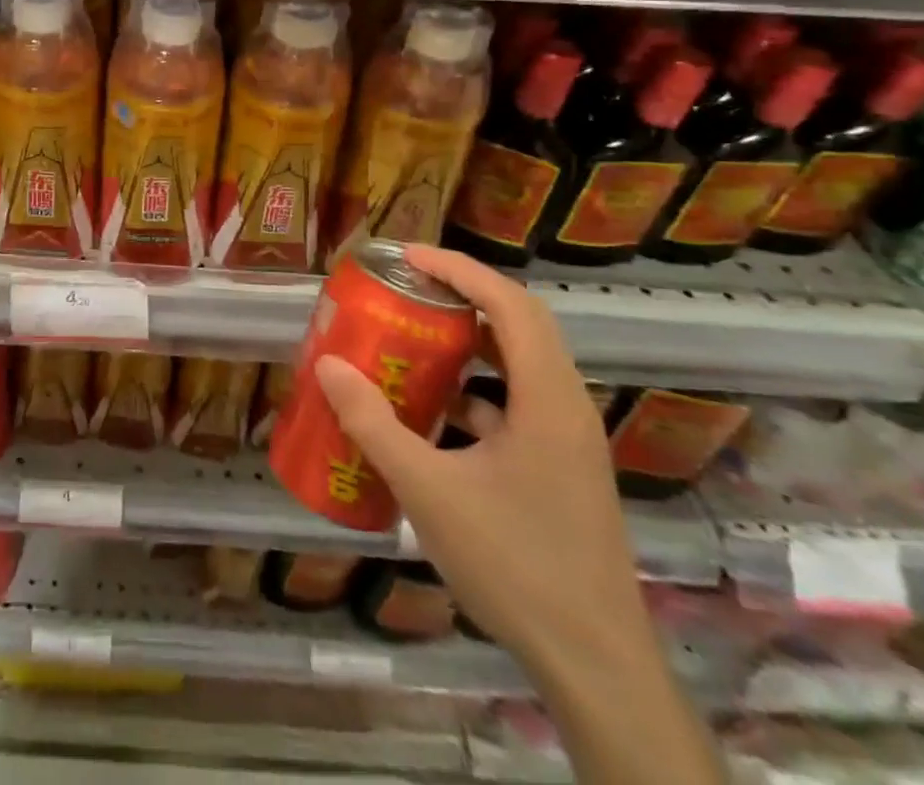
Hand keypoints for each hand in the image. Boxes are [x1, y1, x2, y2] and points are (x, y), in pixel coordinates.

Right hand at [315, 246, 648, 679]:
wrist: (595, 665)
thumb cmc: (515, 564)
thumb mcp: (428, 490)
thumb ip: (374, 424)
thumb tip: (328, 366)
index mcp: (547, 400)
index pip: (509, 304)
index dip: (458, 269)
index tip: (406, 257)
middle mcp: (565, 407)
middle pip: (519, 323)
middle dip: (462, 295)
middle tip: (406, 286)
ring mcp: (567, 440)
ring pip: (519, 364)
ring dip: (468, 341)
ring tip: (413, 335)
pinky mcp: (560, 468)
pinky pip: (515, 403)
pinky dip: (474, 388)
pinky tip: (432, 410)